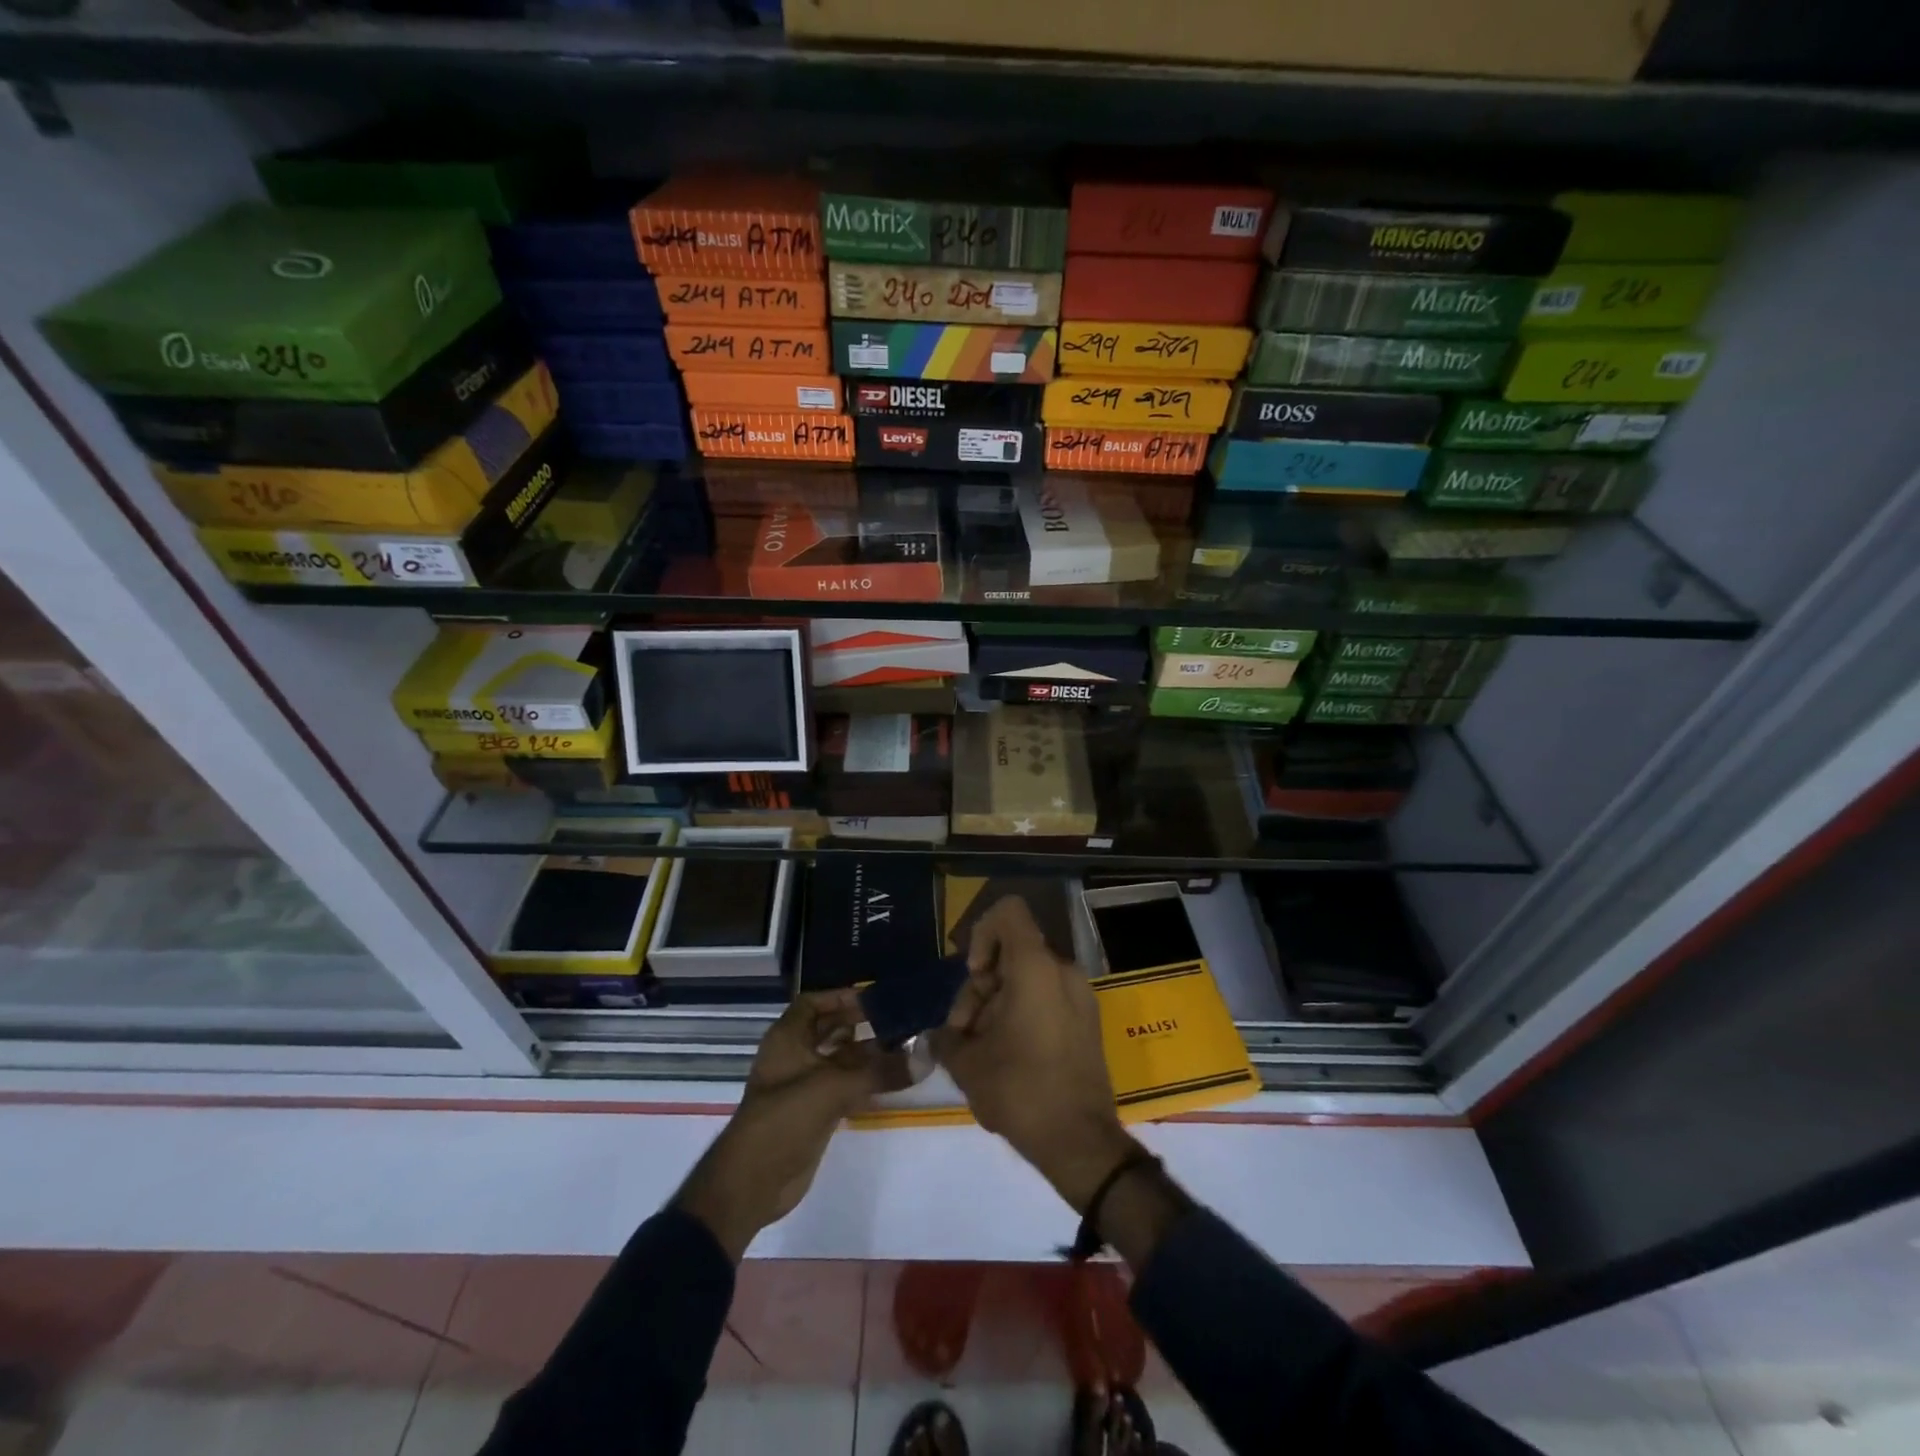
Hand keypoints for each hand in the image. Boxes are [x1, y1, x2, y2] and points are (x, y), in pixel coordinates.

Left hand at [675, 990, 883, 1259]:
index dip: (840, 997)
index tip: (874, 998)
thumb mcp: (834, 1087)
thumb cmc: (785, 1117)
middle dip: (860, 1024)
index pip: (813, 1003)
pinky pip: (844, 1086)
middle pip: (829, 1029)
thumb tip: (925, 1058)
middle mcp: (795, 1055)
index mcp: (787, 1038)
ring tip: (904, 1047)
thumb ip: (880, 1071)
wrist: (754, 1181)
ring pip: (839, 1060)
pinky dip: (865, 1080)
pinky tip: (893, 1079)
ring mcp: (804, 1085)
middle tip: (898, 1020)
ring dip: (867, 1054)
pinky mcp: (815, 1112)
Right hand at [930, 895, 1135, 1211]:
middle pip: (1011, 952)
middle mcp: (1062, 970)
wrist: (1081, 1143)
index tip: (975, 976)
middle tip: (965, 1032)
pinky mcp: (1086, 1020)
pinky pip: (1045, 997)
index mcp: (1036, 968)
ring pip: (1026, 978)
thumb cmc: (1021, 1091)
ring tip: (981, 1053)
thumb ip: (946, 1036)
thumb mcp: (967, 1064)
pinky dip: (1021, 1014)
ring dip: (997, 1005)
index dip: (982, 933)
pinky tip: (1005, 1057)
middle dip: (980, 987)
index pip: (1008, 912)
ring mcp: (1080, 995)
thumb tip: (942, 1033)